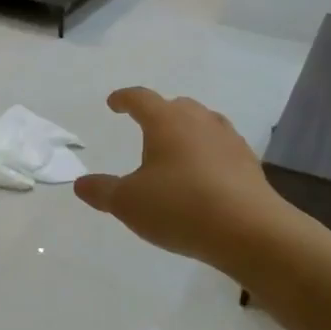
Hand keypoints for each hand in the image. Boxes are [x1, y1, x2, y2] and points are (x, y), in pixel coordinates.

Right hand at [75, 87, 288, 266]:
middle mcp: (199, 122)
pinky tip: (205, 176)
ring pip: (204, 123)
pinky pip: (223, 148)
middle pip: (177, 106)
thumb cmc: (180, 207)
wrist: (250, 231)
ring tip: (177, 149)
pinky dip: (209, 154)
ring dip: (188, 130)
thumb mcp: (128, 203)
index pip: (141, 98)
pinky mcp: (249, 164)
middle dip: (159, 112)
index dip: (124, 99)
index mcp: (166, 122)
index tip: (114, 103)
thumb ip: (102, 191)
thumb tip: (80, 183)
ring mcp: (229, 141)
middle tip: (146, 126)